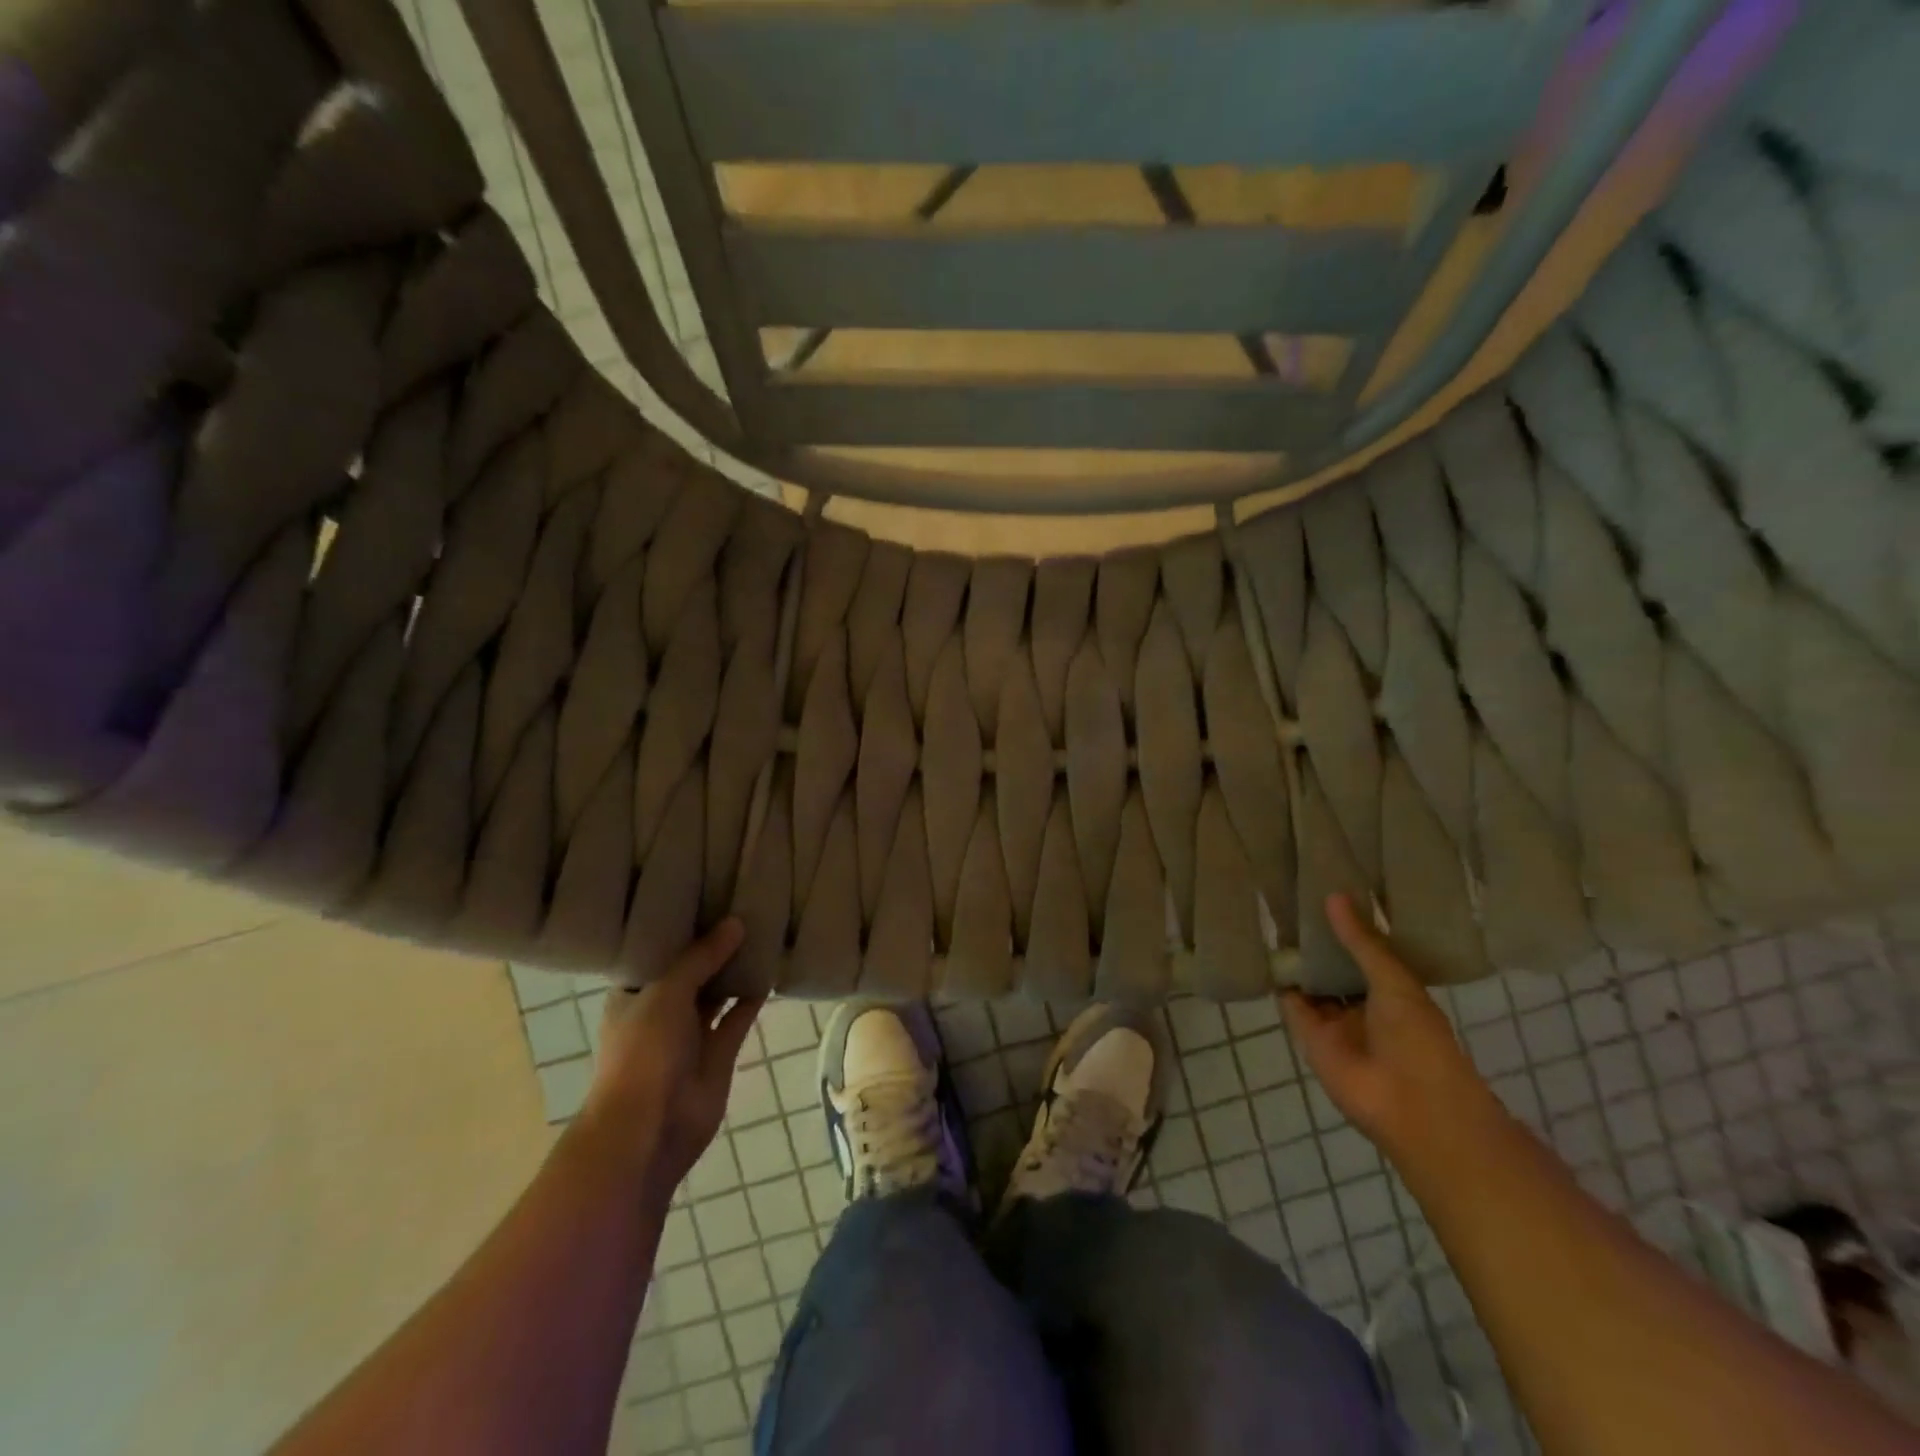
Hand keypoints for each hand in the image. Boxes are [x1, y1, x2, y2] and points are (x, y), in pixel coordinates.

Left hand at [581, 918, 763, 1192]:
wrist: (650, 1129)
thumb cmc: (643, 1052)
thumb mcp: (667, 992)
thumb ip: (701, 957)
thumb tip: (736, 922)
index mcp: (634, 993)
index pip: (657, 952)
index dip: (679, 927)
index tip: (705, 894)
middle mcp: (661, 1009)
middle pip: (691, 969)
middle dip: (713, 944)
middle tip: (743, 903)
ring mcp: (691, 1033)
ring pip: (717, 992)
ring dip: (735, 968)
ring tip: (763, 928)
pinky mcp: (719, 1052)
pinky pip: (738, 1016)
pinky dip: (753, 996)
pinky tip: (771, 968)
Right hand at [1281, 895, 1495, 1152]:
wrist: (1411, 1105)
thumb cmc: (1418, 1038)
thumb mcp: (1394, 981)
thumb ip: (1362, 942)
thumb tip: (1333, 895)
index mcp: (1394, 990)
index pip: (1366, 951)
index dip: (1349, 926)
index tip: (1327, 890)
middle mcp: (1364, 1003)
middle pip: (1336, 966)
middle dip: (1319, 940)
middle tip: (1292, 898)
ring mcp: (1336, 1021)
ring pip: (1313, 983)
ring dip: (1298, 959)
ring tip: (1275, 917)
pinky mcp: (1310, 1036)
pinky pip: (1292, 1003)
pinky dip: (1281, 983)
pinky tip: (1267, 953)